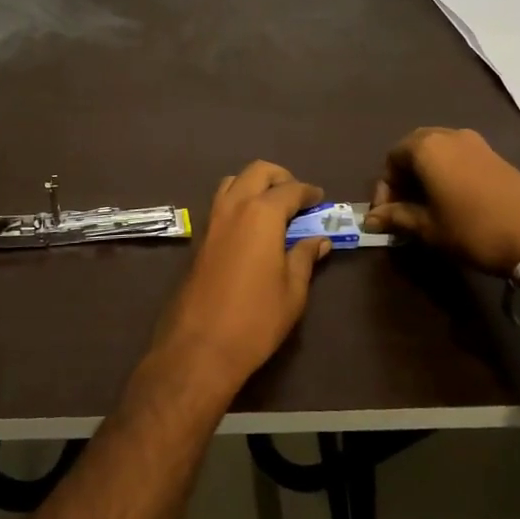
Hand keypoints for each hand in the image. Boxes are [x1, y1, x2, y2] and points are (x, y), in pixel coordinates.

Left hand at [149, 161, 331, 397]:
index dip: (308, 192)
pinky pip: (220, 203)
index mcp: (262, 214)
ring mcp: (211, 220)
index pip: (290, 189)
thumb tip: (319, 240)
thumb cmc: (256, 319)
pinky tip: (250, 227)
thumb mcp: (292, 291)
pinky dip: (238, 201)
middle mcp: (234, 206)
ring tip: (273, 208)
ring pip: (233, 182)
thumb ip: (305, 258)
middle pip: (258, 172)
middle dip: (280, 177)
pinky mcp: (199, 237)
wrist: (200, 346)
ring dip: (254, 184)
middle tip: (297, 197)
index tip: (320, 198)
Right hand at [362, 127, 519, 277]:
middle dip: (404, 179)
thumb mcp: (429, 228)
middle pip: (413, 150)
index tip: (386, 217)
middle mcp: (448, 135)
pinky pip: (457, 157)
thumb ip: (397, 218)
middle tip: (403, 210)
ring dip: (425, 176)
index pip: (391, 159)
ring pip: (437, 153)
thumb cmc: (473, 229)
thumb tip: (372, 218)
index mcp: (426, 147)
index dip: (384, 188)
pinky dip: (446, 174)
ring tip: (427, 208)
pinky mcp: (494, 154)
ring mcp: (474, 142)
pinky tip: (452, 202)